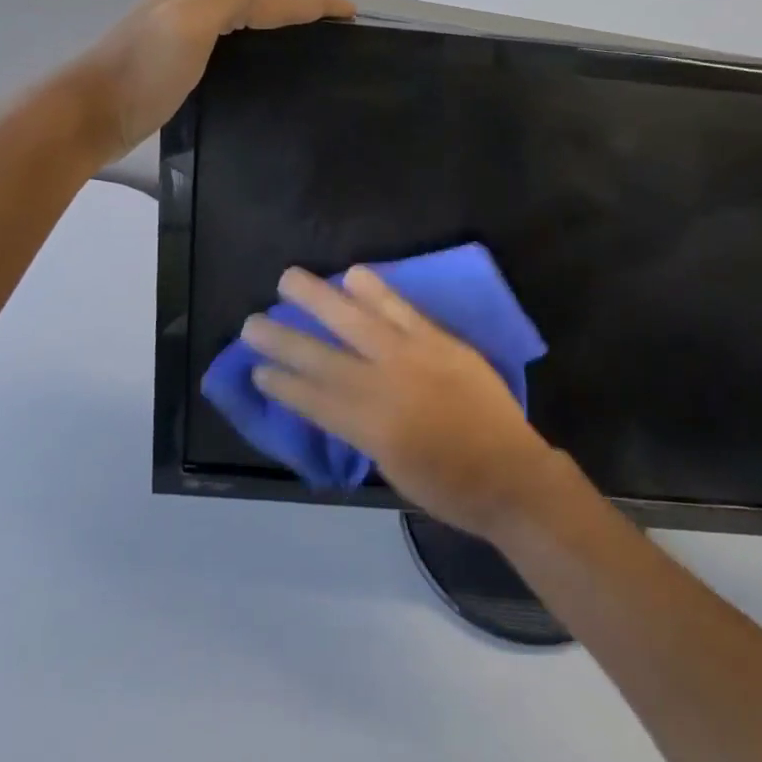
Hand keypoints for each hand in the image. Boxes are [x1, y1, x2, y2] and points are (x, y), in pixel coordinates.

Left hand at [74, 0, 353, 163]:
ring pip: (241, 17)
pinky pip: (227, 39)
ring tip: (306, 38)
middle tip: (334, 24)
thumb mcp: (196, 19)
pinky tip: (258, 57)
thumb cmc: (144, 69)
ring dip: (276, 21)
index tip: (351, 12)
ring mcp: (178, 28)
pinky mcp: (173, 58)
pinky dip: (253, 41)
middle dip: (296, 5)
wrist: (88, 116)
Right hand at [244, 267, 562, 540]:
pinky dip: (375, 290)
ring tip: (289, 279)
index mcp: (368, 428)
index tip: (256, 370)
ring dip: (319, 298)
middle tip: (252, 322)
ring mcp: (412, 357)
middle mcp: (382, 386)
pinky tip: (354, 274)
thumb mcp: (391, 468)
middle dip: (284, 339)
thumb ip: (362, 429)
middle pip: (322, 356)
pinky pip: (401, 309)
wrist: (509, 474)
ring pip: (356, 320)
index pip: (312, 399)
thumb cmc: (449, 487)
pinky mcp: (439, 341)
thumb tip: (339, 400)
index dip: (282, 383)